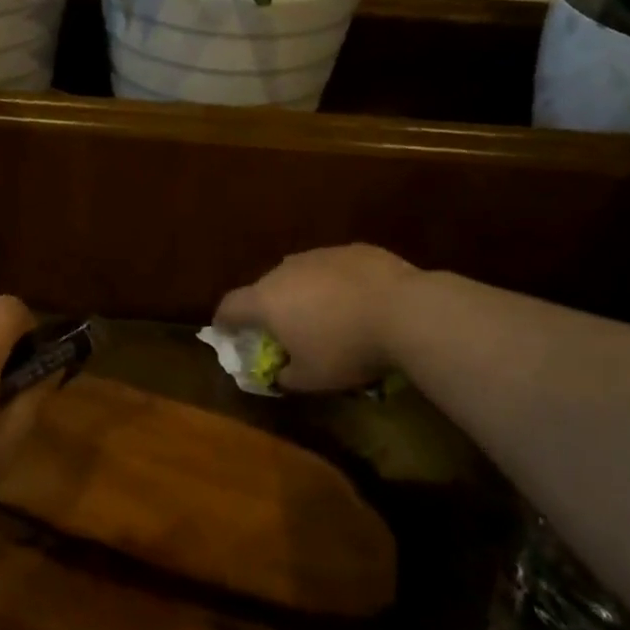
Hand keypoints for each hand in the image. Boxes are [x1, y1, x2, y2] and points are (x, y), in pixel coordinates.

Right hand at [213, 245, 422, 392]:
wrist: (405, 312)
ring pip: (301, 275)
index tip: (227, 333)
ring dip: (304, 294)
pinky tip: (357, 302)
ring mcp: (320, 254)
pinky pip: (334, 269)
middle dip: (270, 309)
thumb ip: (285, 376)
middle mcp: (285, 270)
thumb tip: (280, 372)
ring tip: (326, 316)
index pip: (229, 306)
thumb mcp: (311, 380)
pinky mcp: (353, 249)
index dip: (224, 321)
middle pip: (265, 288)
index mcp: (266, 301)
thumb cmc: (346, 349)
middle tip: (285, 330)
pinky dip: (336, 284)